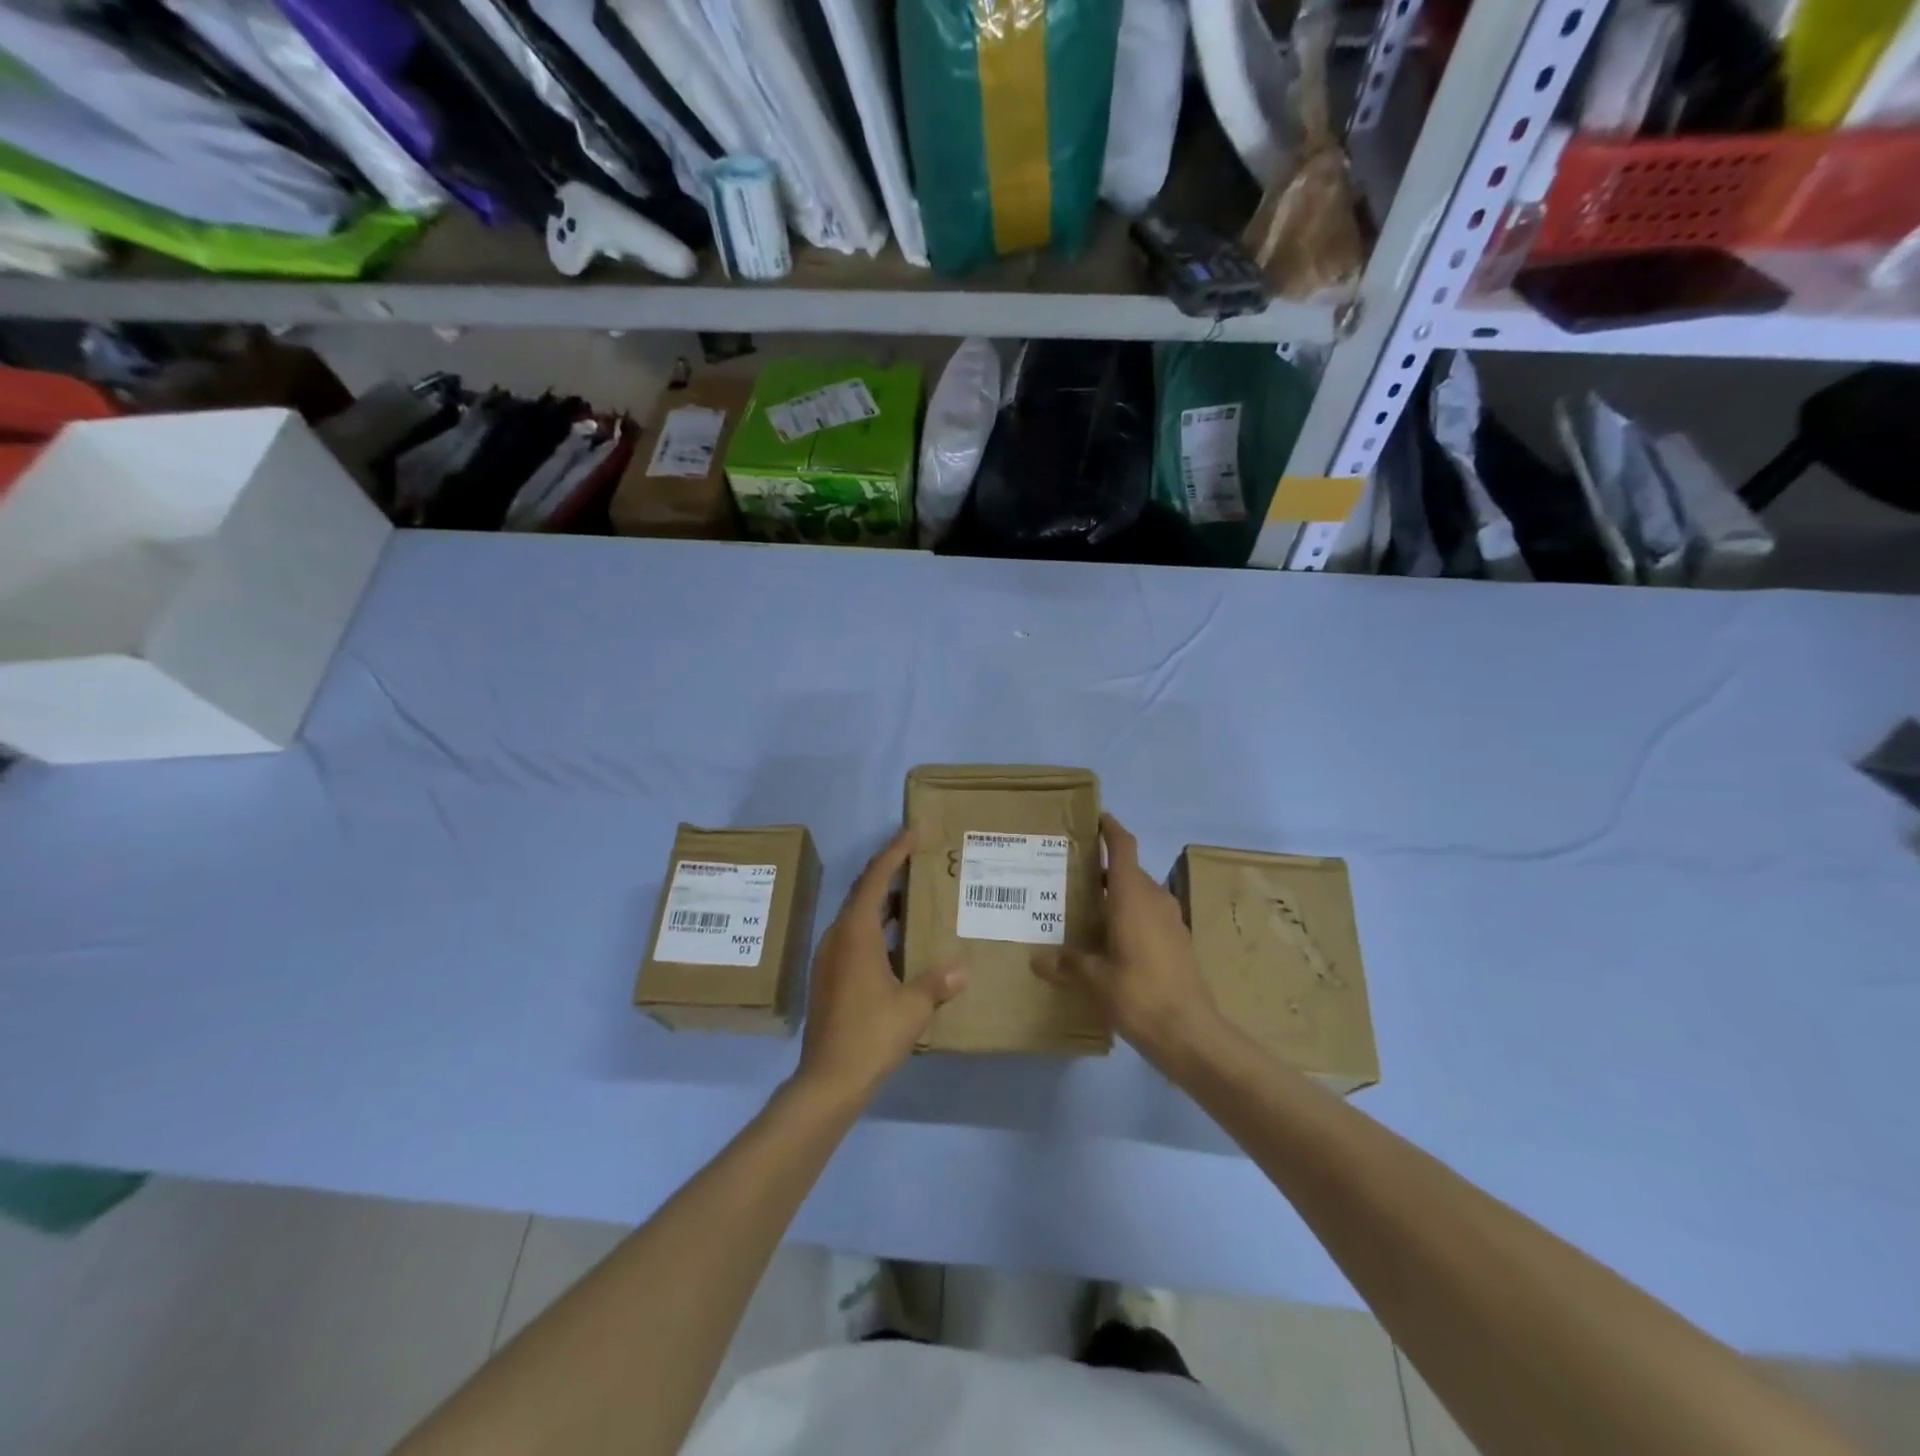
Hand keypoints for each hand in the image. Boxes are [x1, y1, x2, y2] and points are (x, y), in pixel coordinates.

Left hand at [795, 829, 964, 1106]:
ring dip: (883, 901)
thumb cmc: (872, 1034)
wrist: (828, 1079)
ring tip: (913, 895)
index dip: (894, 852)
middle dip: (888, 871)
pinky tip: (898, 940)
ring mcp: (829, 957)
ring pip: (857, 916)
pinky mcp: (829, 977)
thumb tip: (961, 970)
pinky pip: (854, 936)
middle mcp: (838, 937)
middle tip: (915, 856)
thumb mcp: (913, 1007)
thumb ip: (937, 983)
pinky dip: (876, 927)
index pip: (876, 879)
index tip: (912, 832)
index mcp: (856, 933)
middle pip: (863, 892)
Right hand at [1033, 814, 1219, 1068]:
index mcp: (1133, 895)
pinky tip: (1109, 942)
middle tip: (1071, 876)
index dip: (1110, 829)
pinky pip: (1150, 916)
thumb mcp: (1093, 979)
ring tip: (1085, 909)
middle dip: (1104, 869)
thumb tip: (1038, 959)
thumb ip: (1067, 963)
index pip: (1124, 846)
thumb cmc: (1138, 994)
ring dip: (1117, 896)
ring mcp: (1171, 921)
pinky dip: (1129, 917)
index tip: (1095, 818)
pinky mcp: (1179, 943)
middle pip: (1129, 871)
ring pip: (1140, 895)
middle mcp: (1155, 899)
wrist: (1190, 1033)